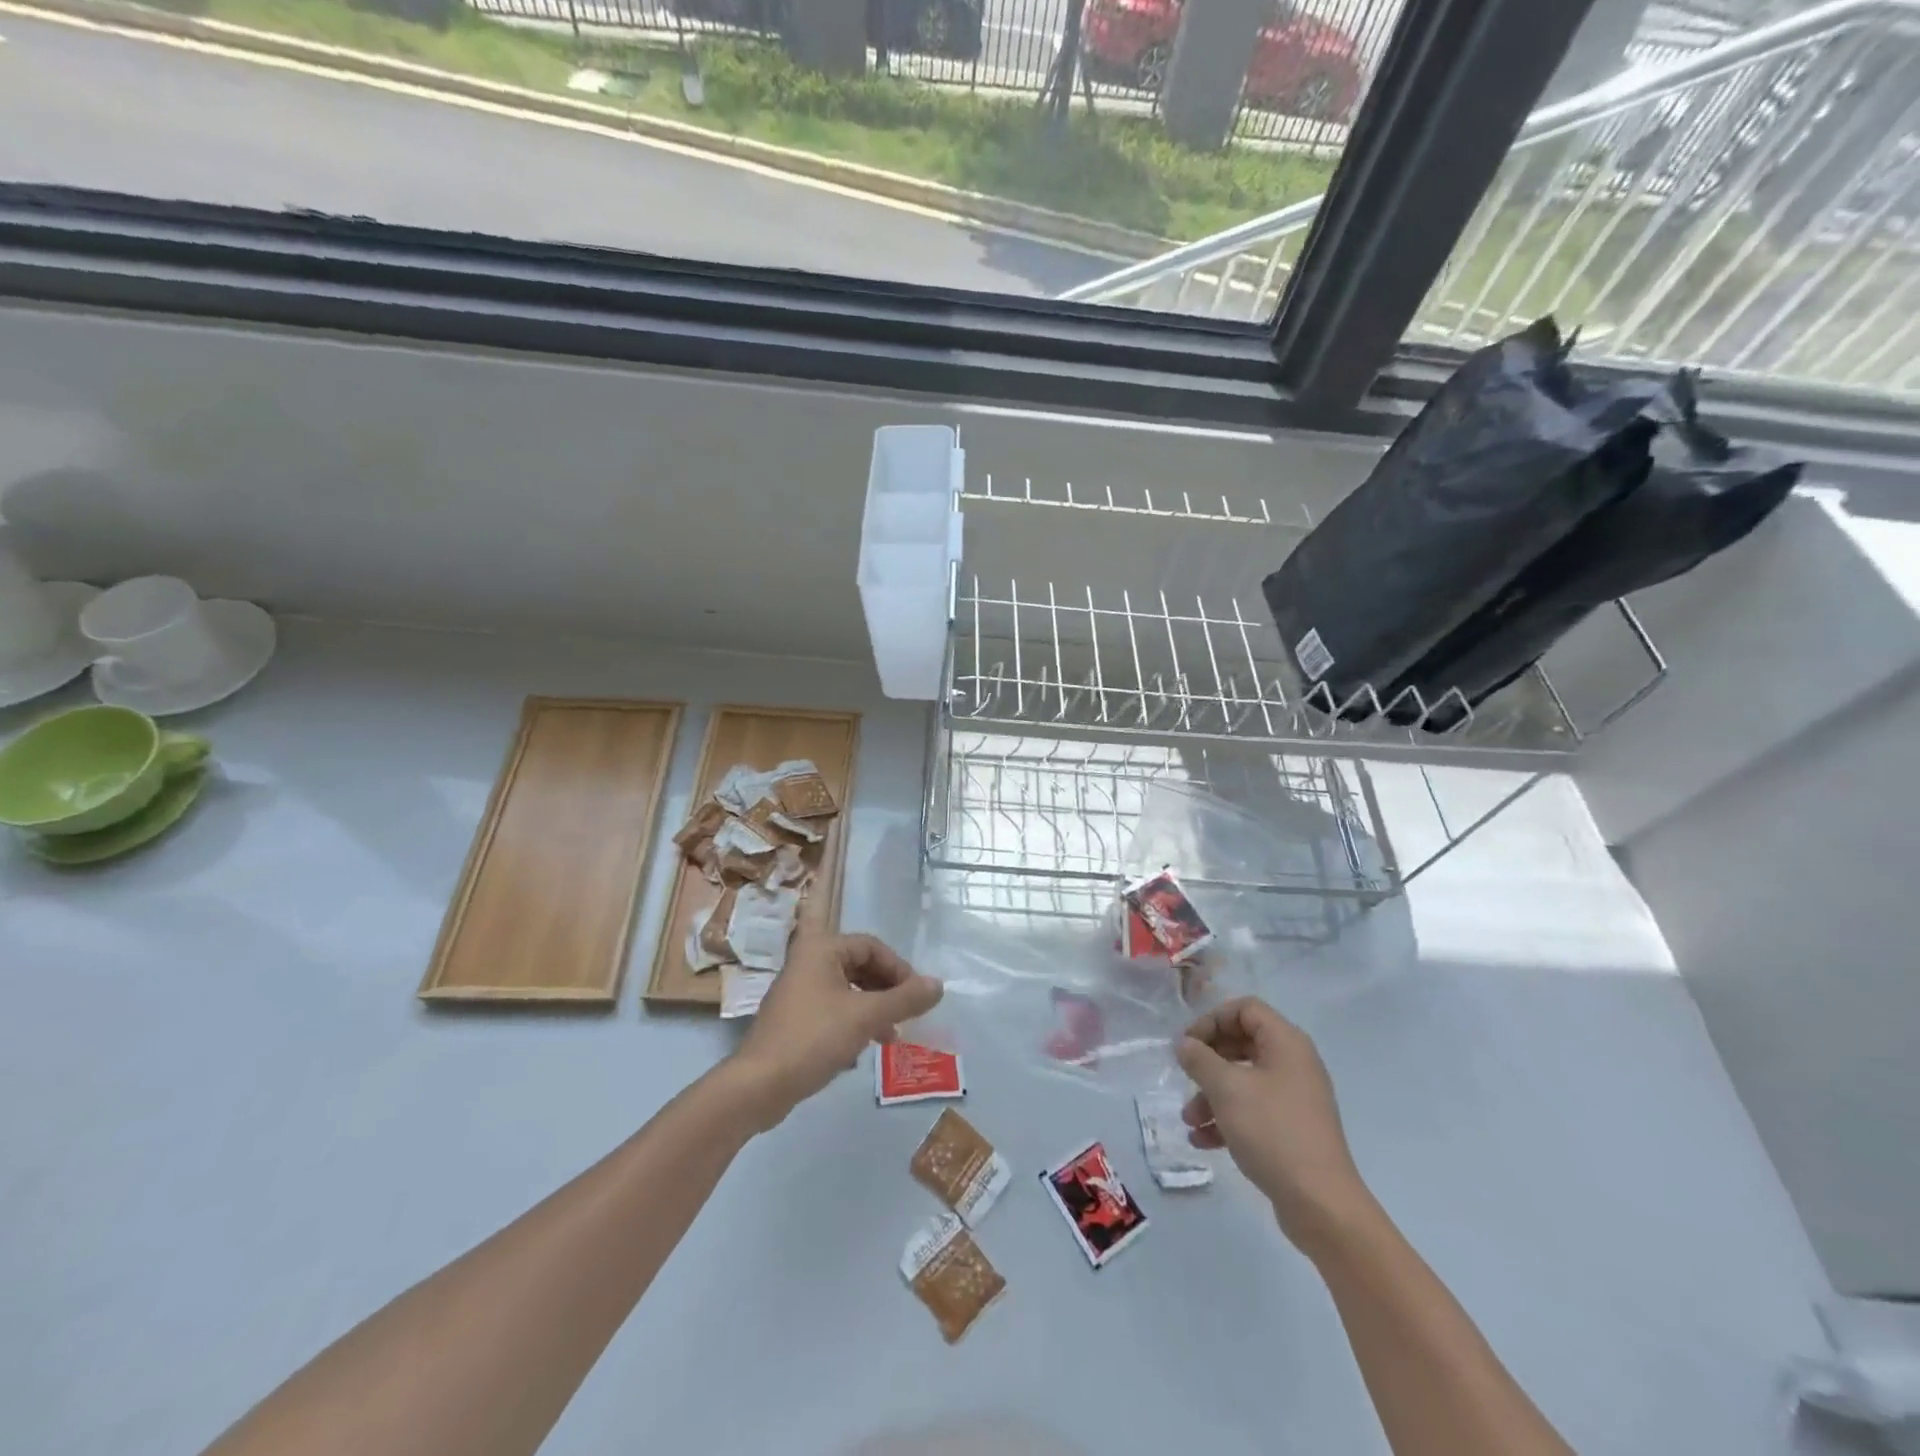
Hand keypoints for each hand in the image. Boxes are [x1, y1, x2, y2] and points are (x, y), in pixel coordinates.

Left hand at [731, 931, 942, 1129]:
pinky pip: (833, 1010)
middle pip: (859, 966)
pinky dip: (853, 1023)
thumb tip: (939, 985)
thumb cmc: (813, 1038)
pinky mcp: (794, 1020)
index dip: (899, 968)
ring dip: (872, 1008)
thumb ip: (905, 999)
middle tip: (906, 1015)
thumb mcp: (866, 1017)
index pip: (871, 946)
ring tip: (890, 1037)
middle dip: (886, 990)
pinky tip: (863, 1050)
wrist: (758, 1086)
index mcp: (821, 949)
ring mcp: (798, 992)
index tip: (916, 996)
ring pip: (847, 990)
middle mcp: (807, 962)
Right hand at [1176, 997, 1371, 1255]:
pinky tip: (1202, 1140)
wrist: (1321, 1204)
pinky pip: (1252, 1110)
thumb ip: (1200, 1059)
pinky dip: (1226, 1119)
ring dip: (1211, 1095)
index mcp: (1286, 1043)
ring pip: (1243, 1080)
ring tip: (1189, 1119)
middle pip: (1242, 1043)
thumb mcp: (1227, 1089)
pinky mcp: (1291, 1130)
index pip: (1245, 1009)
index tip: (1188, 1043)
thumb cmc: (1272, 1131)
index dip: (1212, 1020)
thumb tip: (1185, 1044)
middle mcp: (1293, 1064)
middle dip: (1208, 1061)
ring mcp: (1294, 1098)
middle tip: (1184, 1074)